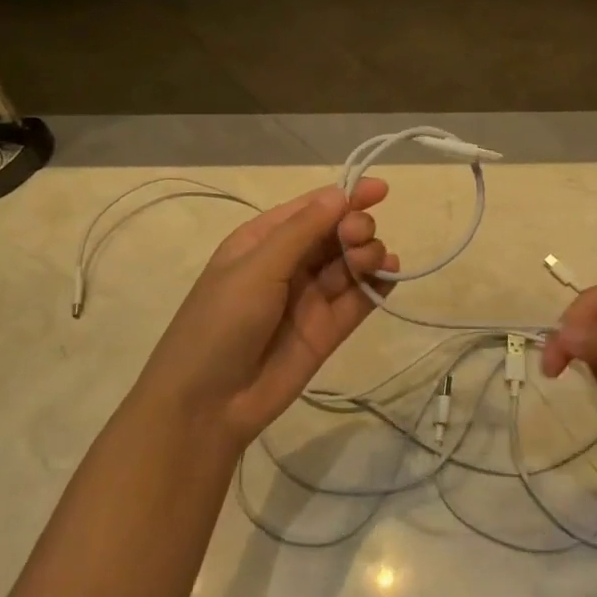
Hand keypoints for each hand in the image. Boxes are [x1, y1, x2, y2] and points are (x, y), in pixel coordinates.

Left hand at [135, 181, 397, 451]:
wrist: (207, 406)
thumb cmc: (221, 323)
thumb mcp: (257, 268)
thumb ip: (302, 231)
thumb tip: (340, 194)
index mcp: (263, 241)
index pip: (312, 208)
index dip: (346, 196)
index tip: (381, 190)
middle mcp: (289, 264)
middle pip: (336, 232)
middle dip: (355, 227)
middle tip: (357, 238)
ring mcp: (311, 298)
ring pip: (351, 263)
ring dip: (368, 253)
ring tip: (370, 261)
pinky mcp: (329, 330)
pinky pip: (360, 298)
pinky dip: (379, 284)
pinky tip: (390, 274)